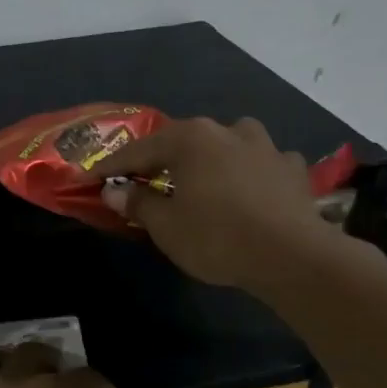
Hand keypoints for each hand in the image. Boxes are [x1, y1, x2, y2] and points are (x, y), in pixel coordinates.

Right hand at [97, 116, 339, 292]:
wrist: (292, 256)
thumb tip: (114, 191)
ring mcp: (265, 146)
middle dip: (163, 159)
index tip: (93, 178)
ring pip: (229, 142)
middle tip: (146, 179)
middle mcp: (227, 131)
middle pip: (184, 141)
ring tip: (205, 176)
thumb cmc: (216, 237)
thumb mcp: (166, 226)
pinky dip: (251, 172)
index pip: (139, 151)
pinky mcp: (293, 168)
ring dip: (213, 155)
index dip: (114, 167)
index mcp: (190, 139)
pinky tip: (251, 189)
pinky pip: (263, 163)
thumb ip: (138, 203)